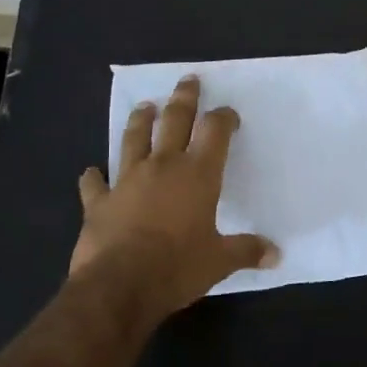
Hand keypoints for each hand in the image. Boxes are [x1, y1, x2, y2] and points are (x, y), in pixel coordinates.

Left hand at [68, 76, 278, 323]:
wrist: (118, 286)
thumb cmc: (177, 268)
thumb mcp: (219, 262)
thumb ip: (246, 251)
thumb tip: (276, 255)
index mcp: (198, 174)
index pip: (215, 131)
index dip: (224, 118)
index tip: (229, 114)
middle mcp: (163, 167)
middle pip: (174, 121)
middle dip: (184, 99)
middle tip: (188, 80)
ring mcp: (127, 181)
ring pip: (133, 139)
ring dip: (140, 120)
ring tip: (145, 106)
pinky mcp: (100, 202)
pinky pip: (95, 184)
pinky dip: (94, 177)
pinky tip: (91, 171)